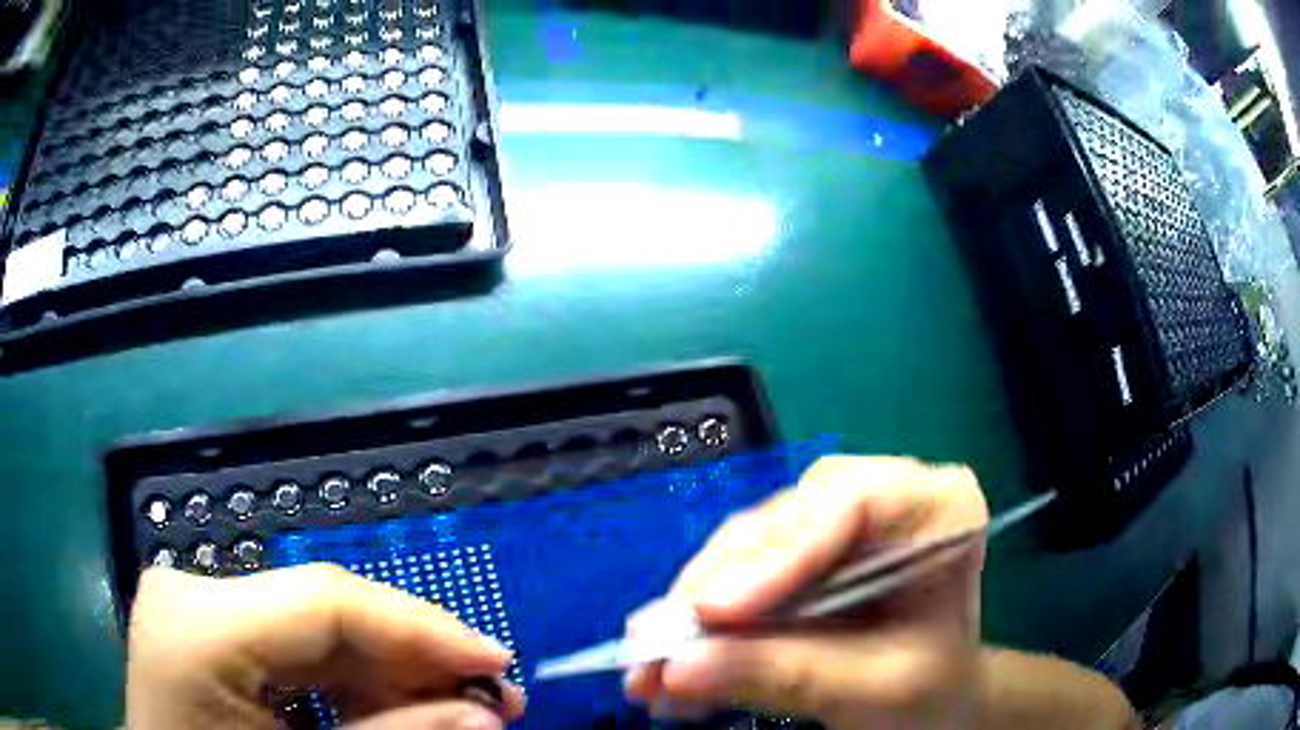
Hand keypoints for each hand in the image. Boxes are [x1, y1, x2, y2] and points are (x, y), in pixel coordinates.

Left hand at [127, 563, 525, 729]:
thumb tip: (485, 711)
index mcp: (198, 627)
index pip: (326, 599)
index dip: (422, 627)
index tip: (497, 662)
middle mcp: (189, 594)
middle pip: (322, 609)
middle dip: (410, 657)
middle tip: (486, 698)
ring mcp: (191, 605)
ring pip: (311, 626)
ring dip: (385, 673)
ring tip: (447, 711)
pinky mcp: (201, 627)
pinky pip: (289, 645)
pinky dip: (345, 682)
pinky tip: (384, 712)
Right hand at [623, 456, 989, 728]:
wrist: (936, 704)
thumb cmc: (931, 690)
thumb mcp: (876, 688)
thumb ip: (784, 674)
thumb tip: (677, 668)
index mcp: (937, 507)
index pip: (852, 502)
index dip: (778, 554)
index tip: (712, 611)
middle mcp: (882, 498)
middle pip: (786, 523)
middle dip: (716, 589)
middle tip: (655, 641)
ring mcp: (838, 525)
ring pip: (750, 549)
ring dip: (694, 610)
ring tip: (648, 663)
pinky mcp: (802, 557)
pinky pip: (740, 578)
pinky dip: (701, 626)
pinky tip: (668, 662)